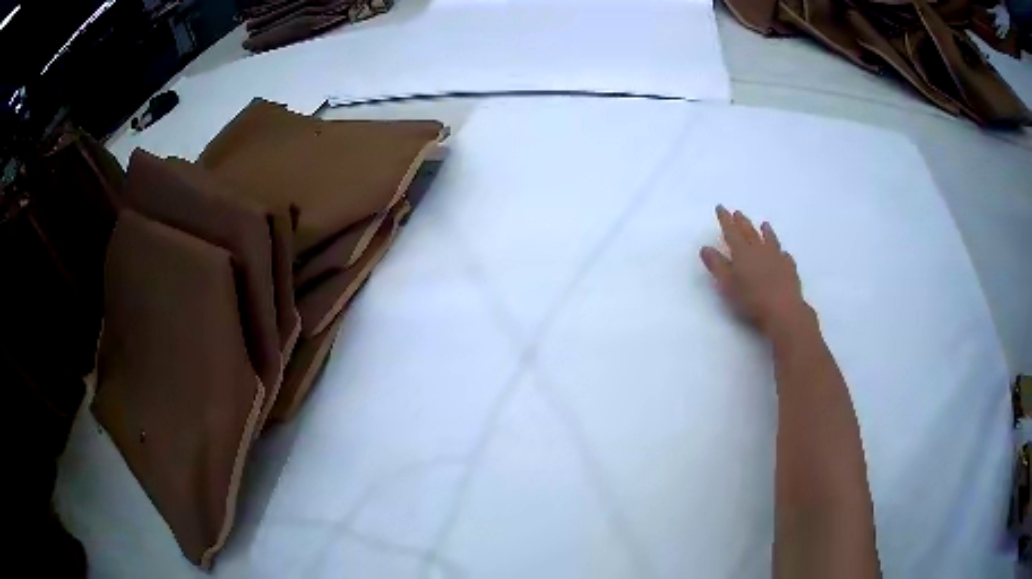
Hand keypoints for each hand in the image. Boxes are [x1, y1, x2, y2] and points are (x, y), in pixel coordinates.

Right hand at [700, 206, 809, 335]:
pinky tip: (782, 253)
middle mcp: (760, 250)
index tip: (720, 207)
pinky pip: (784, 255)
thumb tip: (705, 247)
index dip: (725, 219)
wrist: (783, 310)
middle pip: (749, 232)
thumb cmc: (751, 299)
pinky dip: (780, 251)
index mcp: (742, 252)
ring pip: (770, 240)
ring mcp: (777, 257)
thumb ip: (716, 265)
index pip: (731, 231)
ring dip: (766, 231)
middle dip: (742, 222)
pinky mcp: (789, 268)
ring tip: (764, 224)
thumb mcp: (727, 284)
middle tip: (737, 213)